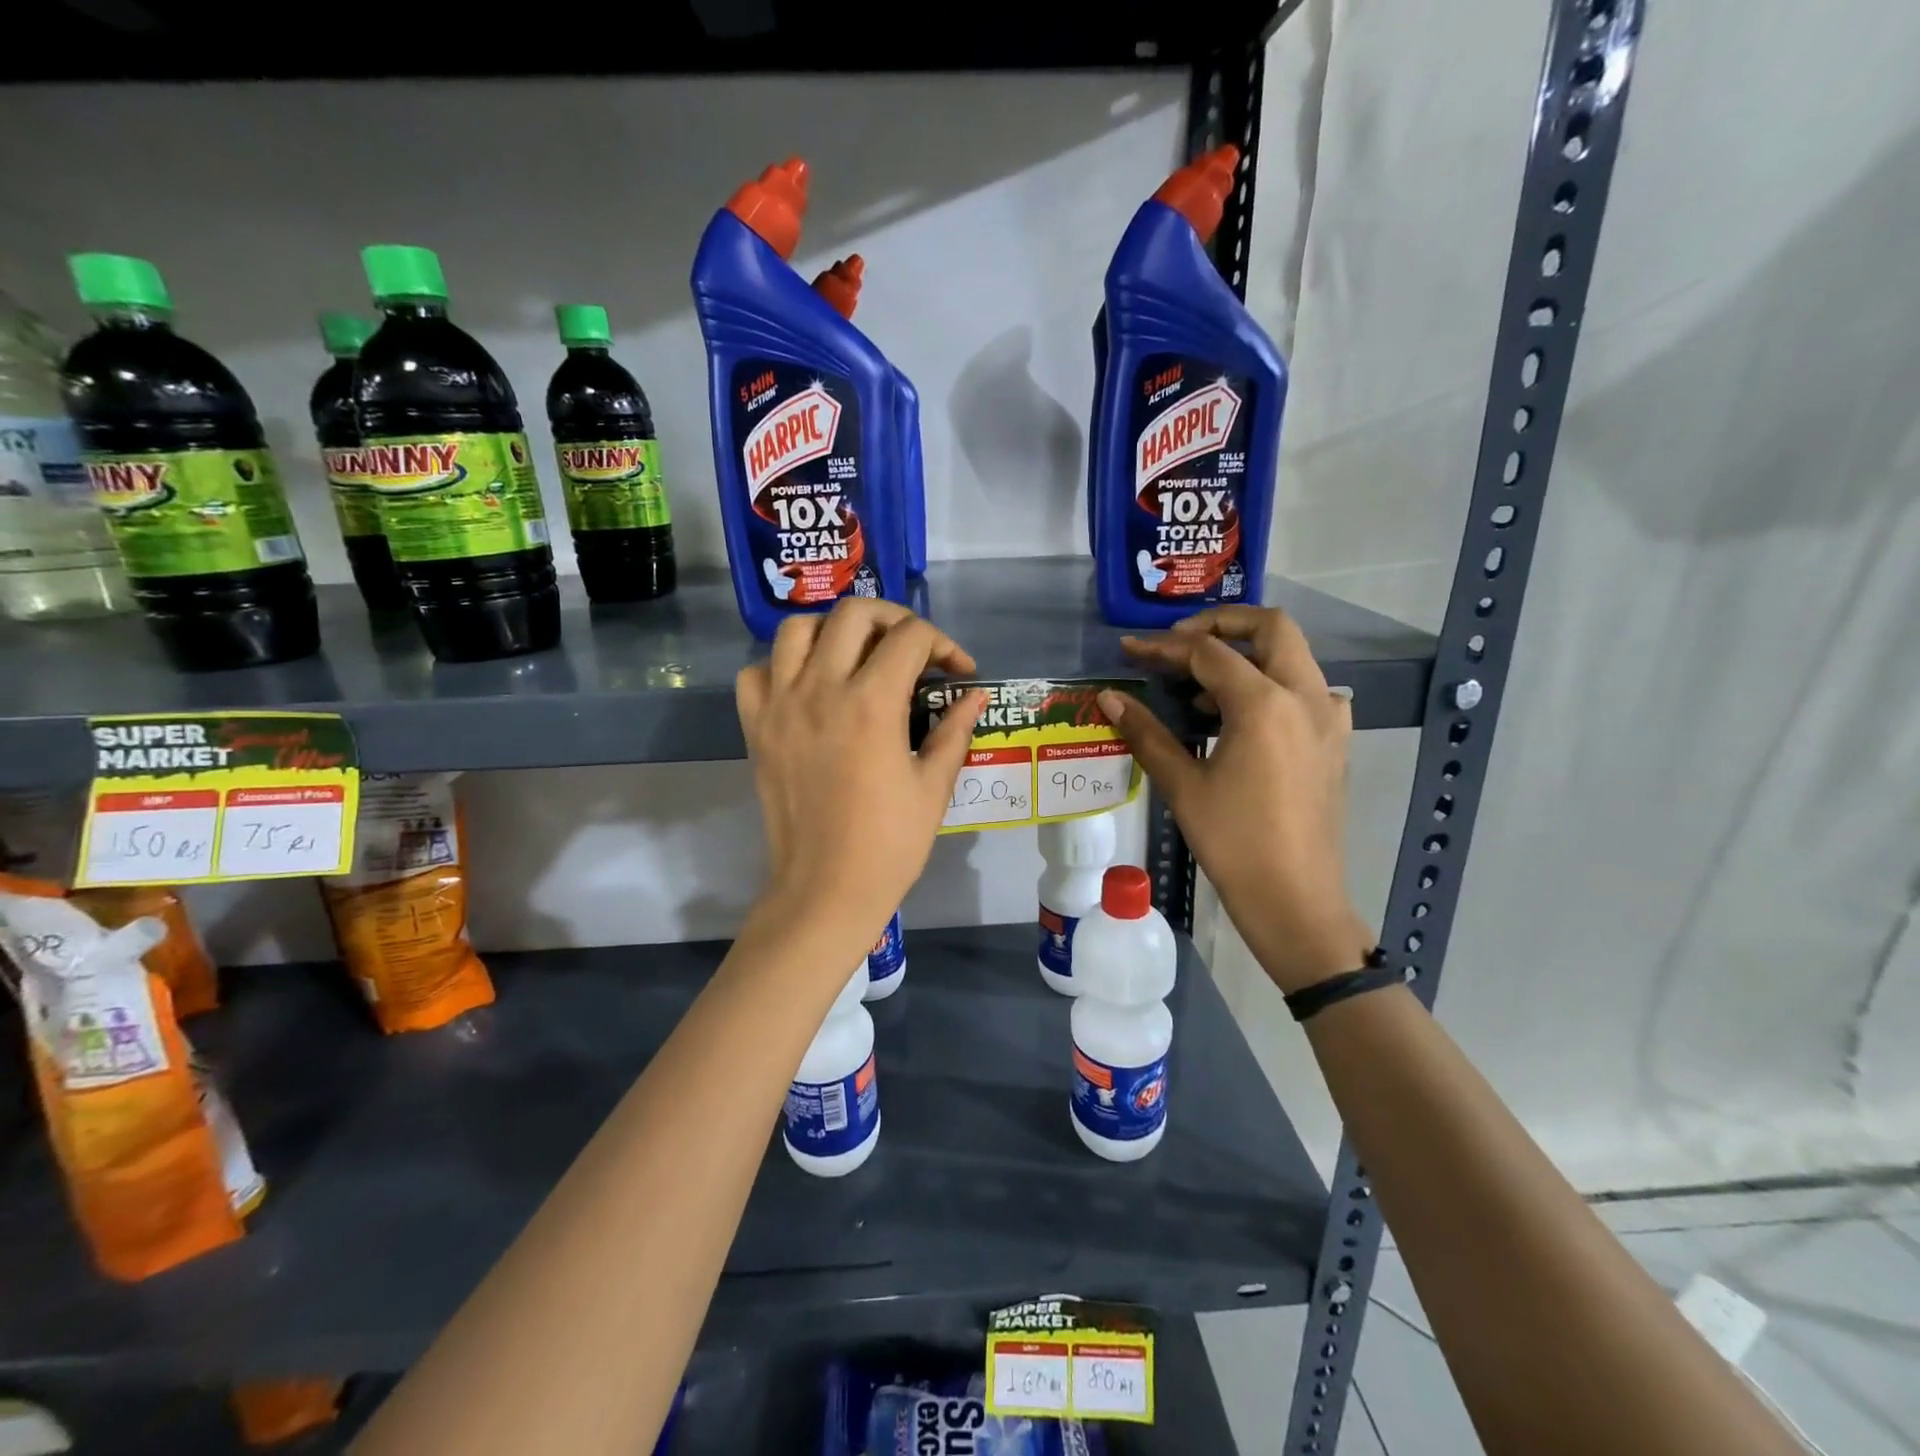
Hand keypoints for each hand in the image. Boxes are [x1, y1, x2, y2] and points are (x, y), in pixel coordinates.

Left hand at [735, 599, 984, 956]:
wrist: (825, 888)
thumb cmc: (889, 843)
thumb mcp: (934, 786)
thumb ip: (954, 730)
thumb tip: (975, 696)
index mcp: (872, 703)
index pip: (911, 638)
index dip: (945, 646)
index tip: (958, 673)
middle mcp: (821, 689)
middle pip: (854, 614)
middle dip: (894, 620)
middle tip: (913, 650)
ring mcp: (781, 705)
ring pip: (797, 629)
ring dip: (833, 630)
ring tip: (857, 655)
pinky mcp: (756, 727)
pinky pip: (757, 672)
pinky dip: (782, 667)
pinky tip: (808, 688)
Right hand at [1097, 606, 1374, 993]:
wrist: (1295, 898)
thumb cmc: (1233, 841)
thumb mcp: (1182, 784)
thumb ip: (1146, 732)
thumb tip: (1109, 697)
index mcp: (1264, 703)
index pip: (1208, 652)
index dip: (1164, 647)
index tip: (1131, 650)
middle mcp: (1305, 696)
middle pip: (1271, 627)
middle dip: (1221, 624)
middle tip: (1179, 645)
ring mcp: (1328, 717)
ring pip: (1293, 655)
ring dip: (1247, 654)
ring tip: (1200, 691)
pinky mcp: (1335, 740)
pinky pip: (1307, 689)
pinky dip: (1273, 684)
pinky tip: (1242, 719)